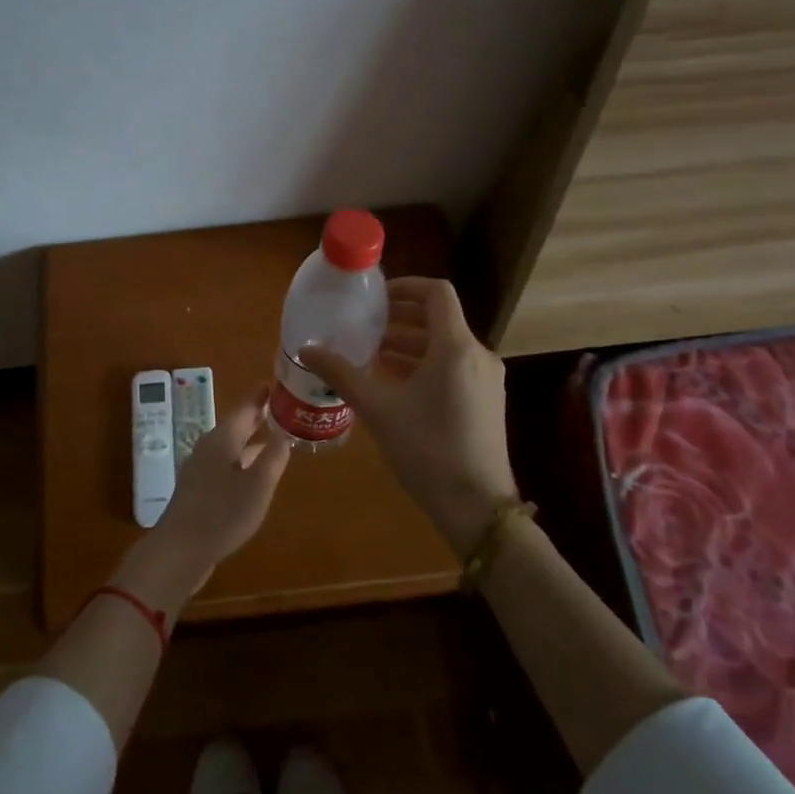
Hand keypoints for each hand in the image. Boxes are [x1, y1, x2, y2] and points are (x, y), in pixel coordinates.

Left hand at [149, 385, 291, 583]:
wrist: (179, 550)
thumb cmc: (222, 513)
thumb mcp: (258, 485)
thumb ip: (274, 457)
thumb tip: (286, 433)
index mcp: (223, 438)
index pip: (246, 407)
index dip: (262, 395)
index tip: (279, 382)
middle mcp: (210, 446)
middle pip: (237, 424)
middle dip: (259, 416)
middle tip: (284, 407)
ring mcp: (201, 468)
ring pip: (232, 445)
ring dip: (253, 439)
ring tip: (276, 437)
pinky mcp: (199, 489)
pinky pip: (226, 463)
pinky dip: (244, 459)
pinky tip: (255, 472)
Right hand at [304, 277, 516, 556]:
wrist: (477, 507)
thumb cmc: (426, 449)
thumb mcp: (378, 409)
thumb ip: (342, 374)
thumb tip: (306, 350)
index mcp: (455, 347)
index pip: (437, 293)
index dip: (406, 286)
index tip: (375, 298)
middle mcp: (478, 354)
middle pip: (440, 318)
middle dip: (402, 317)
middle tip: (367, 324)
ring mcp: (487, 379)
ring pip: (446, 345)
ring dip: (411, 343)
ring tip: (374, 353)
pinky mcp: (487, 400)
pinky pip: (455, 366)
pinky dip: (426, 364)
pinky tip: (397, 382)